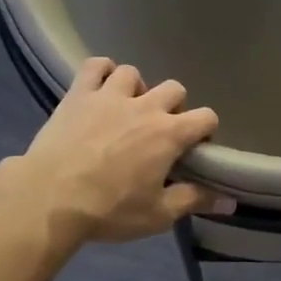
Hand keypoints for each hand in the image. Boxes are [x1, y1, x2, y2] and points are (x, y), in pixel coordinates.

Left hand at [15, 58, 234, 244]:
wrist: (50, 198)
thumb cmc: (109, 210)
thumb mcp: (158, 214)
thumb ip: (195, 201)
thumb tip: (231, 201)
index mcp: (169, 134)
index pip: (206, 117)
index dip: (205, 131)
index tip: (194, 149)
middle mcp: (145, 106)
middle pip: (175, 89)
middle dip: (174, 107)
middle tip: (160, 132)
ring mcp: (109, 95)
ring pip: (134, 73)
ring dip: (137, 89)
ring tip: (128, 109)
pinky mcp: (79, 94)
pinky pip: (96, 65)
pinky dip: (102, 72)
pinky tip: (101, 88)